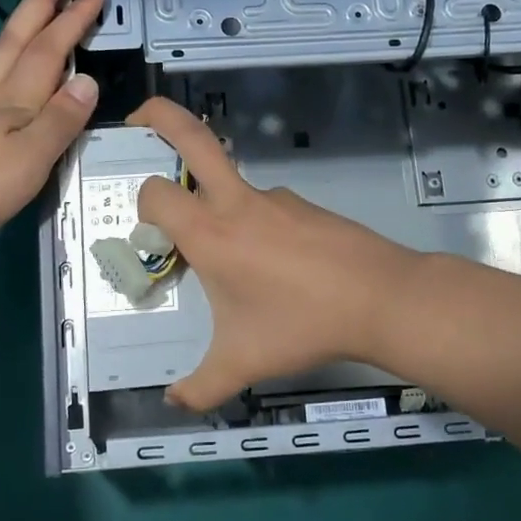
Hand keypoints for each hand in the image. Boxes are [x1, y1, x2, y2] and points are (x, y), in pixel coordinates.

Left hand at [0, 0, 104, 249]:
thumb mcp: (31, 158)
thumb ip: (60, 120)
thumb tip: (88, 81)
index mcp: (16, 99)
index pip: (50, 49)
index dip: (73, 18)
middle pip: (19, 35)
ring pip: (0, 51)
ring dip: (22, 22)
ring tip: (36, 7)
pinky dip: (5, 57)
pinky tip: (2, 66)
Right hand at [128, 97, 420, 411]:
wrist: (382, 299)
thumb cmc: (302, 326)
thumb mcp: (243, 363)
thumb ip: (200, 388)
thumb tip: (172, 403)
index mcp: (210, 233)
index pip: (156, 193)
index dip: (143, 205)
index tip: (150, 233)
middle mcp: (237, 203)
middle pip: (192, 136)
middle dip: (159, 116)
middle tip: (137, 119)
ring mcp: (275, 198)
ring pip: (230, 182)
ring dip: (215, 201)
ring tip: (234, 262)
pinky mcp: (304, 205)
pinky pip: (265, 207)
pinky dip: (254, 225)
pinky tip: (276, 269)